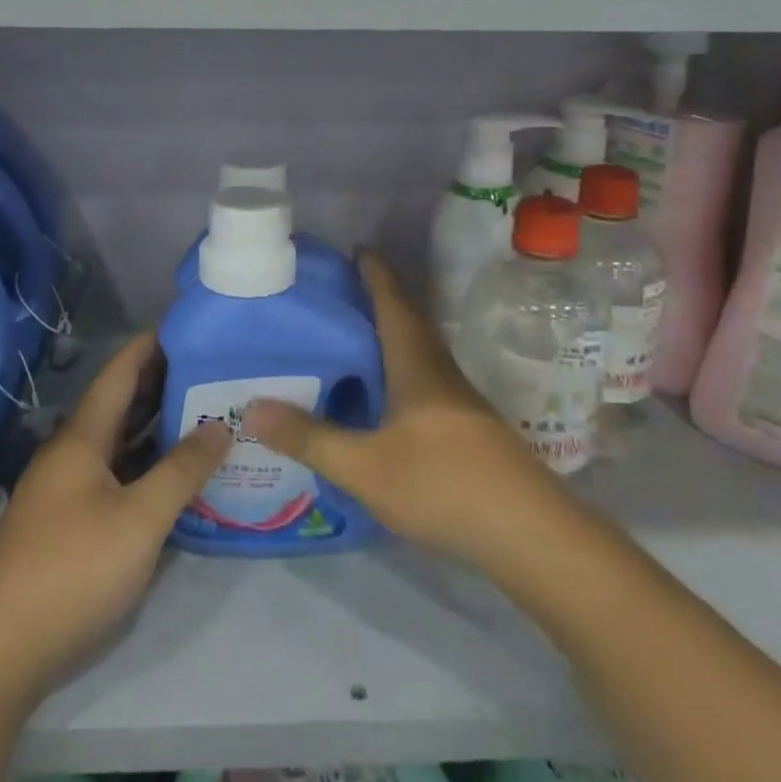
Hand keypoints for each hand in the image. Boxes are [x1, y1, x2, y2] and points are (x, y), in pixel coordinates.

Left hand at [0, 334, 230, 696]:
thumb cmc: (70, 570)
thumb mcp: (139, 519)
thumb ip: (182, 470)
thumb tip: (220, 426)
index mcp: (83, 437)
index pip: (120, 372)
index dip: (151, 346)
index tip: (190, 328)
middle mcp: (73, 454)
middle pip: (120, 405)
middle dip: (163, 384)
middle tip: (214, 371)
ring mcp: (67, 491)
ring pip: (119, 444)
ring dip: (157, 427)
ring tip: (206, 414)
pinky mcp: (68, 525)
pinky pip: (115, 477)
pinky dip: (146, 466)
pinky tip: (175, 476)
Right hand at [242, 250, 572, 576]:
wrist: (529, 533)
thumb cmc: (443, 484)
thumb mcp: (364, 466)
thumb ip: (309, 437)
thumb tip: (250, 408)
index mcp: (416, 363)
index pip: (393, 301)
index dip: (375, 272)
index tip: (354, 247)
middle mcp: (439, 371)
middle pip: (407, 321)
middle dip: (377, 300)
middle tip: (337, 293)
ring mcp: (458, 400)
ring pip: (417, 352)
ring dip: (388, 336)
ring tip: (350, 338)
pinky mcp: (467, 428)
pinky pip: (423, 381)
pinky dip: (398, 371)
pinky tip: (381, 396)